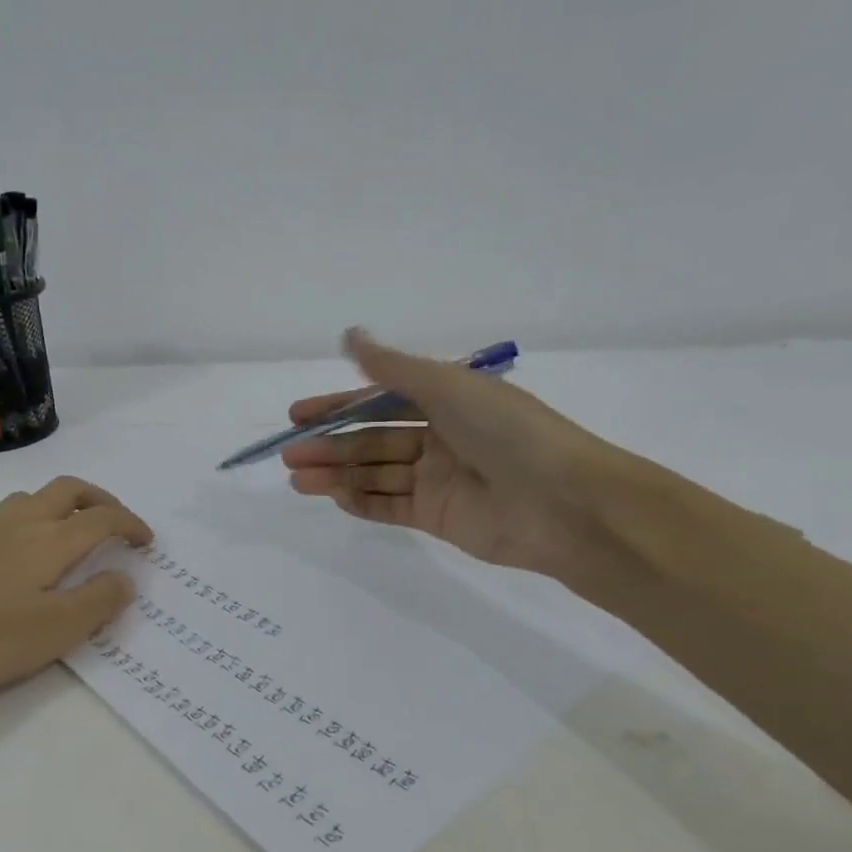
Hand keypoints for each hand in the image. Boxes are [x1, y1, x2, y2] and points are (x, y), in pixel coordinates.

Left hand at [0, 476, 151, 718]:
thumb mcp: (52, 632)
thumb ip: (95, 602)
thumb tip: (125, 578)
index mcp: (49, 542)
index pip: (102, 519)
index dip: (130, 524)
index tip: (146, 541)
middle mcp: (18, 524)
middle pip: (67, 490)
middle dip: (99, 499)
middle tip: (115, 521)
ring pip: (29, 498)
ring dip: (59, 505)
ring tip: (67, 533)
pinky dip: (23, 524)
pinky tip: (11, 558)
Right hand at [280, 329, 639, 580]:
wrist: (562, 503)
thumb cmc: (505, 431)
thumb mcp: (447, 386)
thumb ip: (392, 368)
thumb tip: (349, 335)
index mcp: (446, 401)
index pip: (379, 400)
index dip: (337, 406)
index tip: (298, 415)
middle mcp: (440, 437)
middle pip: (373, 440)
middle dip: (330, 446)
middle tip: (289, 456)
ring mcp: (438, 480)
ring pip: (376, 474)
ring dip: (336, 475)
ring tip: (297, 479)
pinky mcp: (438, 517)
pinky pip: (391, 506)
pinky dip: (361, 502)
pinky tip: (332, 497)